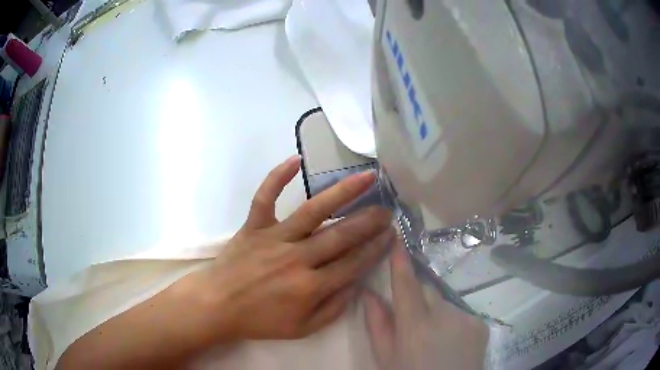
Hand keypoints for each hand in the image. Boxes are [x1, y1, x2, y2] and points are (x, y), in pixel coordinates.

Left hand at [188, 155, 394, 341]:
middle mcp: (297, 258)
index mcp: (310, 287)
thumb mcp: (303, 329)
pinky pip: (265, 197)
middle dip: (369, 220)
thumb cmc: (260, 321)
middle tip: (387, 209)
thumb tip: (356, 284)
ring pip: (313, 211)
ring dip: (343, 192)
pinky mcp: (253, 226)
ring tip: (366, 177)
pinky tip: (296, 160)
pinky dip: (278, 177)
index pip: (353, 263)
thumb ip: (334, 309)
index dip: (375, 248)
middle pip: (341, 235)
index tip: (391, 235)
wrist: (217, 306)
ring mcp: (274, 238)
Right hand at [364, 241, 488, 369]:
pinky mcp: (480, 323)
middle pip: (427, 291)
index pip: (406, 285)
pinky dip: (452, 322)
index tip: (397, 237)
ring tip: (433, 338)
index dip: (400, 261)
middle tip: (412, 322)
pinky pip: (460, 313)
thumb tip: (368, 294)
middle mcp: (444, 316)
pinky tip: (451, 342)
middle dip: (418, 299)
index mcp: (415, 327)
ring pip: (444, 304)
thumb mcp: (386, 358)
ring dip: (436, 314)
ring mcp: (467, 318)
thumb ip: (377, 324)